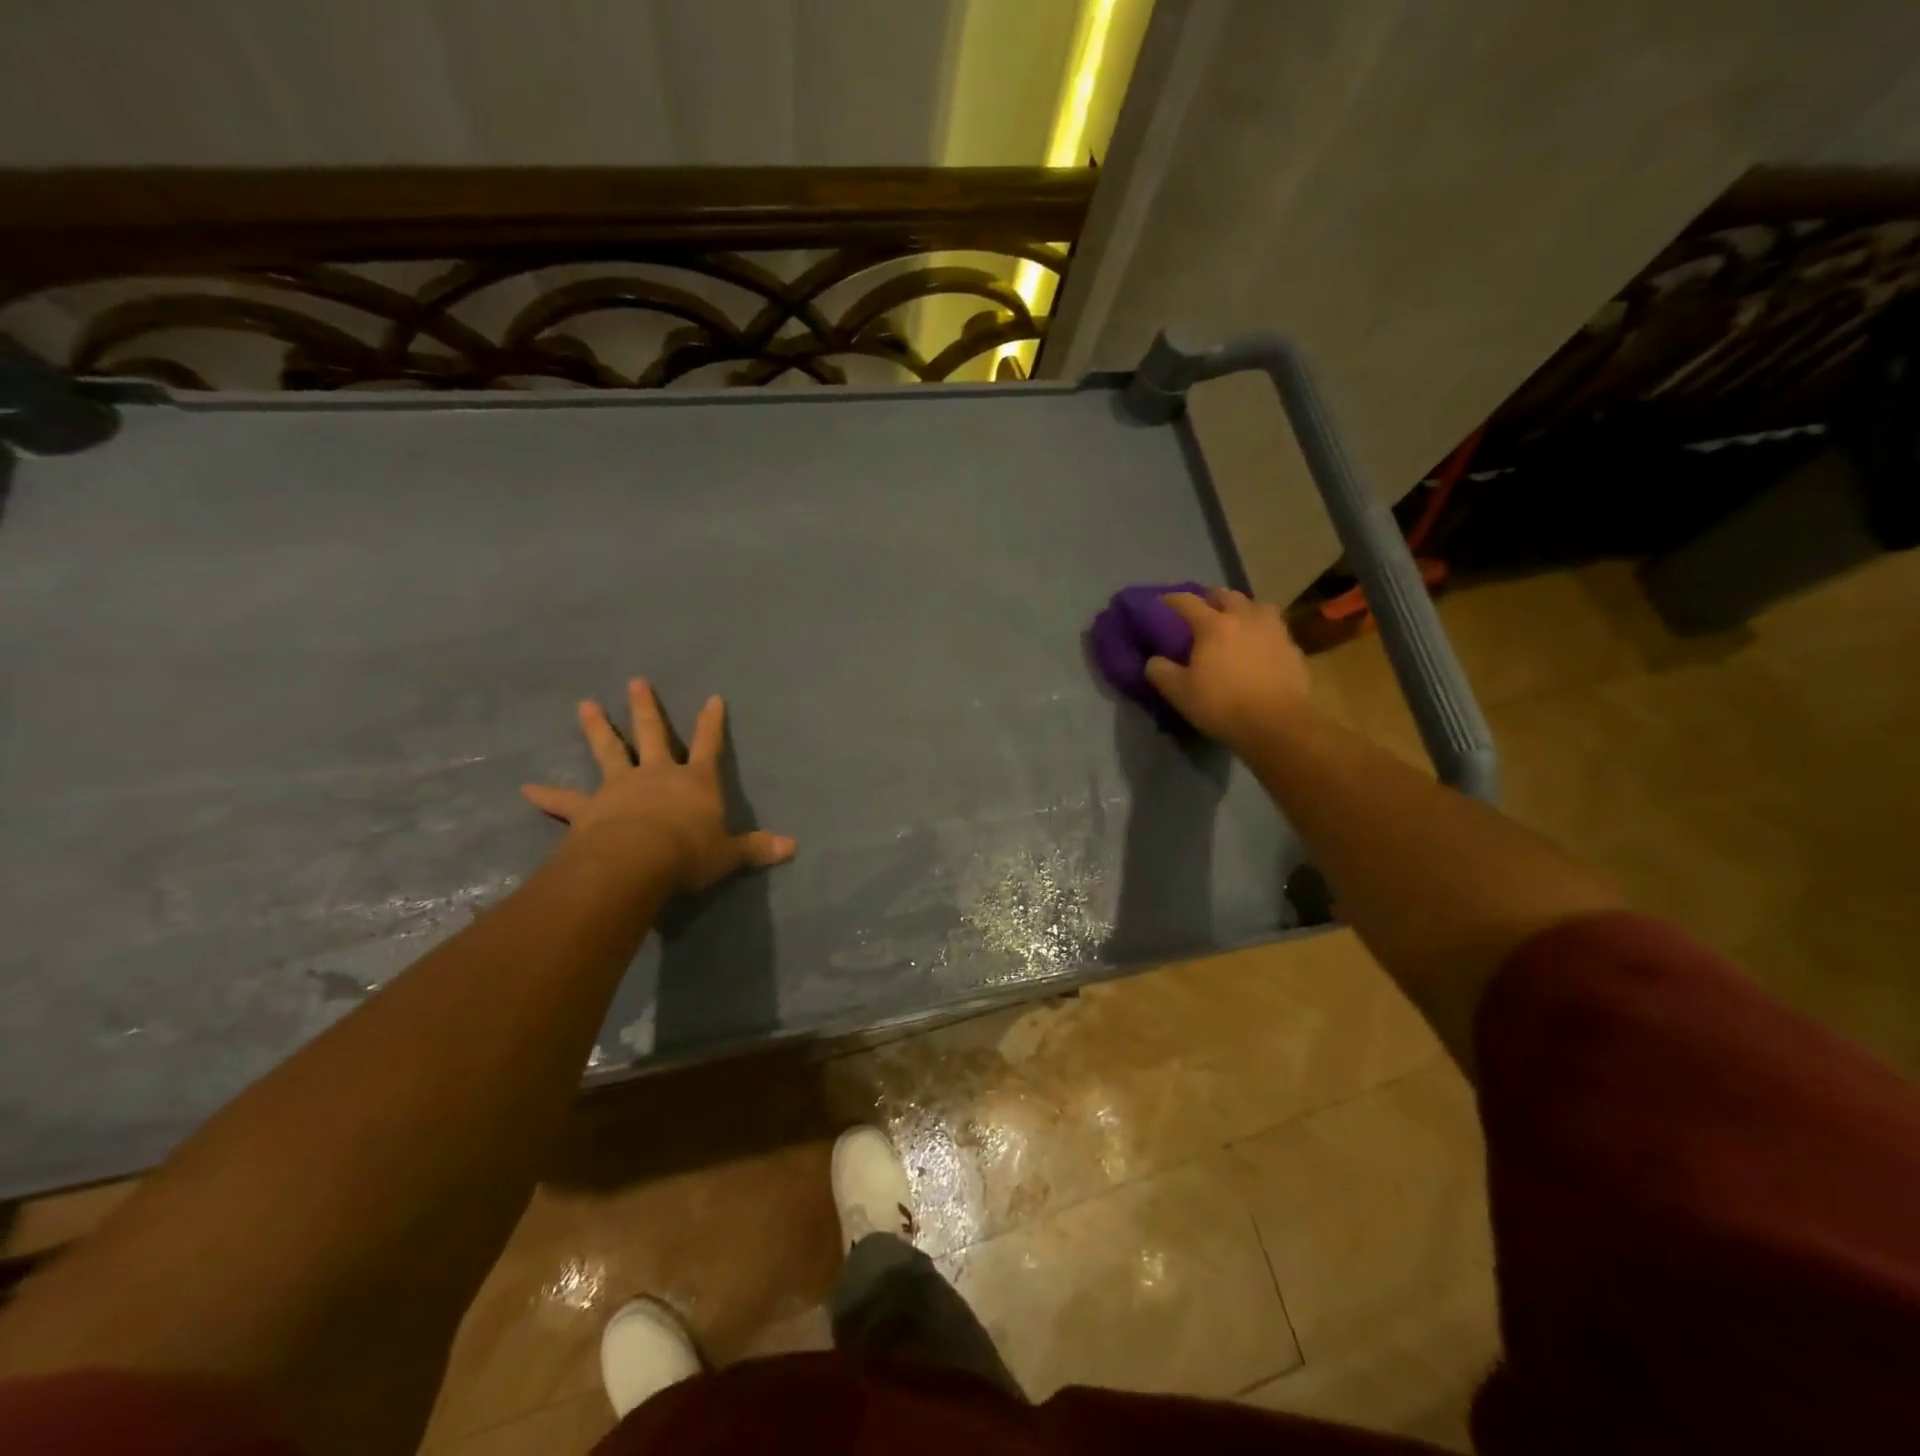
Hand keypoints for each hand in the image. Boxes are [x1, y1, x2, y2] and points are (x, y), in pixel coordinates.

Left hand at [521, 678, 795, 893]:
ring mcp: (620, 788)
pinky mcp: (589, 809)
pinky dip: (547, 795)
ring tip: (585, 705)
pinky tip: (526, 789)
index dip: (712, 722)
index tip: (713, 697)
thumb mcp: (729, 855)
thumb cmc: (689, 854)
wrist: (635, 863)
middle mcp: (657, 775)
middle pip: (652, 733)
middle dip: (646, 708)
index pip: (708, 744)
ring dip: (597, 728)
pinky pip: (565, 801)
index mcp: (695, 781)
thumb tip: (793, 848)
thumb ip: (757, 849)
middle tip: (635, 681)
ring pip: (608, 751)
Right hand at [1145, 589, 1311, 746]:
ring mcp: (1274, 630)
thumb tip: (1154, 661)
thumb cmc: (1223, 705)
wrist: (1278, 724)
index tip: (1161, 601)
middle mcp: (1245, 618)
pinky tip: (1259, 645)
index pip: (1188, 602)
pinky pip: (1274, 628)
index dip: (1172, 599)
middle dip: (1211, 598)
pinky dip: (1262, 630)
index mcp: (1214, 625)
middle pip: (1226, 595)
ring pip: (1256, 605)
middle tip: (1202, 609)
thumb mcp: (1180, 694)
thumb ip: (1161, 672)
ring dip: (1242, 608)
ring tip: (1236, 621)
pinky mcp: (1293, 647)